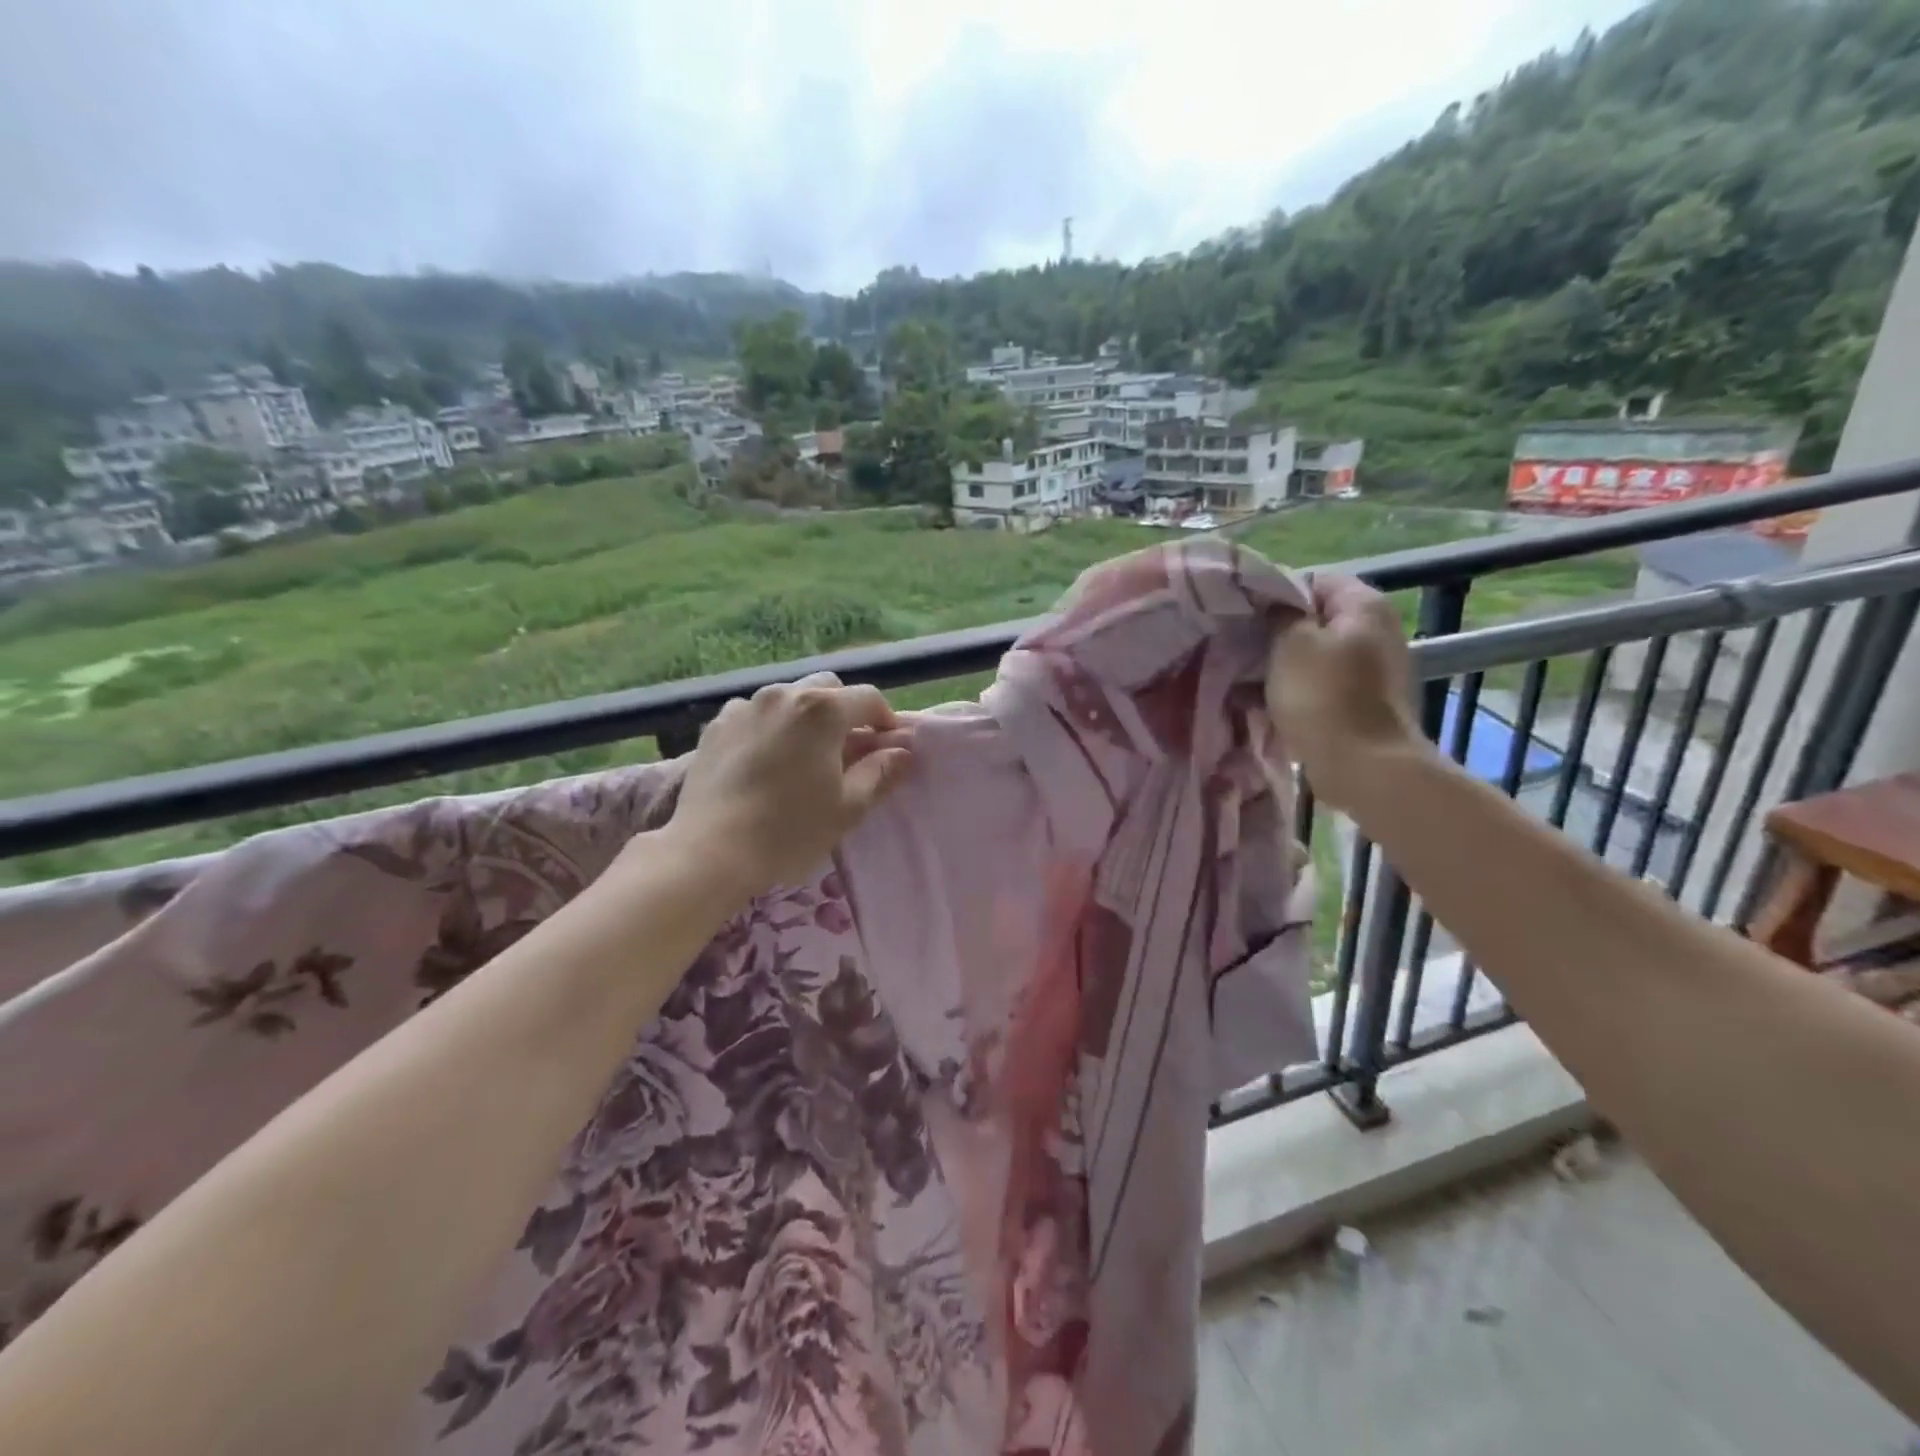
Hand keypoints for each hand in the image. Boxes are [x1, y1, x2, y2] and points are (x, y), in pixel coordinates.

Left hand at [660, 671, 913, 900]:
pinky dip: (770, 727)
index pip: (869, 698)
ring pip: (788, 698)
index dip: (886, 720)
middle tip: (849, 749)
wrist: (709, 852)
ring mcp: (744, 707)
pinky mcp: (716, 726)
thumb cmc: (789, 831)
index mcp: (822, 710)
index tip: (890, 746)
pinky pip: (754, 714)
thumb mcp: (848, 807)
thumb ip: (880, 772)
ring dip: (805, 716)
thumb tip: (902, 751)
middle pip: (827, 689)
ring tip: (804, 754)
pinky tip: (765, 759)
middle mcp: (783, 695)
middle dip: (845, 712)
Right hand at [1266, 573, 1421, 808]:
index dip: (1274, 595)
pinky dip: (1295, 691)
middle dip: (1276, 633)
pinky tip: (1264, 704)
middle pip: (1315, 620)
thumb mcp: (1290, 644)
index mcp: (1364, 606)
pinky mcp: (1364, 703)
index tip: (1244, 617)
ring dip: (1282, 666)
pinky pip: (1321, 685)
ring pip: (1315, 655)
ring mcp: (1373, 670)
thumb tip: (1275, 607)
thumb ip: (1280, 615)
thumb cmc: (1324, 696)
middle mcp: (1376, 630)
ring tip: (1245, 678)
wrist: (1363, 766)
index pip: (1312, 581)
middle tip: (1239, 647)